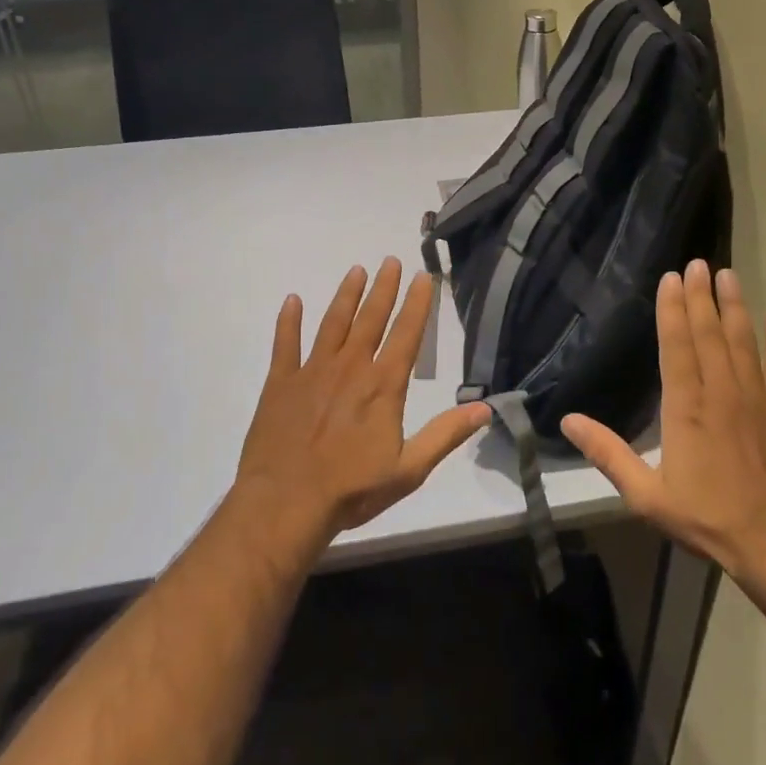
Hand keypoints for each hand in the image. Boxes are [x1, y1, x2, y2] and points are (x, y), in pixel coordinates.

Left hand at [235, 257, 489, 547]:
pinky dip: (289, 321)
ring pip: (333, 323)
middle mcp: (350, 367)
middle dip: (383, 288)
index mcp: (383, 385)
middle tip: (390, 261)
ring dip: (346, 296)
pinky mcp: (280, 383)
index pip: (407, 334)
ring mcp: (312, 371)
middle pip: (371, 318)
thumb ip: (445, 435)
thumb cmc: (351, 489)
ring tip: (355, 270)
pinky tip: (292, 301)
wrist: (285, 503)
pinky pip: (285, 343)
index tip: (423, 277)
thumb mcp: (409, 469)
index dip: (417, 304)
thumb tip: (485, 409)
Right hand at [563, 260, 765, 579]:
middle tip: (698, 262)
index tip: (672, 278)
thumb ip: (608, 453)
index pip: (677, 346)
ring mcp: (757, 398)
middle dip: (701, 296)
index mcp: (686, 408)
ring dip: (735, 306)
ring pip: (743, 341)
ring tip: (729, 275)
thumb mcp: (646, 494)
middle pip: (709, 334)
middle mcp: (721, 392)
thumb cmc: (707, 516)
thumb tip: (568, 420)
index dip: (673, 310)